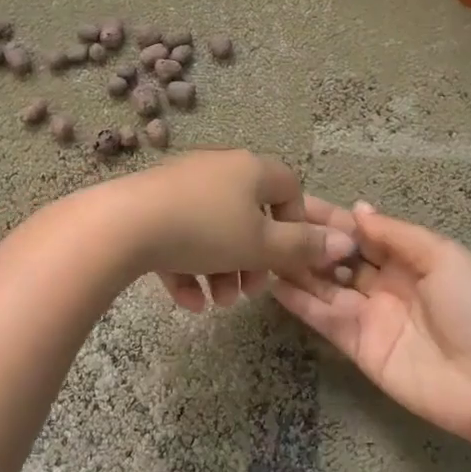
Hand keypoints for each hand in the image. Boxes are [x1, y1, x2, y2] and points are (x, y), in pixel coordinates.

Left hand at [109, 151, 356, 310]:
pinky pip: (179, 236)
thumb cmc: (206, 231)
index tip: (288, 259)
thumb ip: (303, 247)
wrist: (123, 226)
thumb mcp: (261, 245)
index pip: (289, 187)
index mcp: (250, 169)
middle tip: (249, 291)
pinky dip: (187, 268)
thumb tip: (347, 241)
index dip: (296, 225)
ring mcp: (181, 185)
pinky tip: (187, 302)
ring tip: (217, 303)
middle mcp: (218, 169)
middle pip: (249, 215)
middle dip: (253, 260)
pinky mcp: (150, 205)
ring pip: (213, 231)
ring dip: (221, 270)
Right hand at [274, 201, 470, 449]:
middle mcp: (386, 284)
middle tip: (270, 224)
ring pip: (326, 287)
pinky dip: (300, 303)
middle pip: (340, 258)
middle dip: (309, 241)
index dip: (331, 218)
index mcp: (410, 258)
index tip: (294, 202)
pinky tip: (274, 285)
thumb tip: (356, 208)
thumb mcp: (443, 257)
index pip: (362, 232)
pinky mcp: (359, 348)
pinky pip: (325, 319)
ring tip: (263, 250)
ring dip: (298, 269)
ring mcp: (371, 317)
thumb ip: (396, 234)